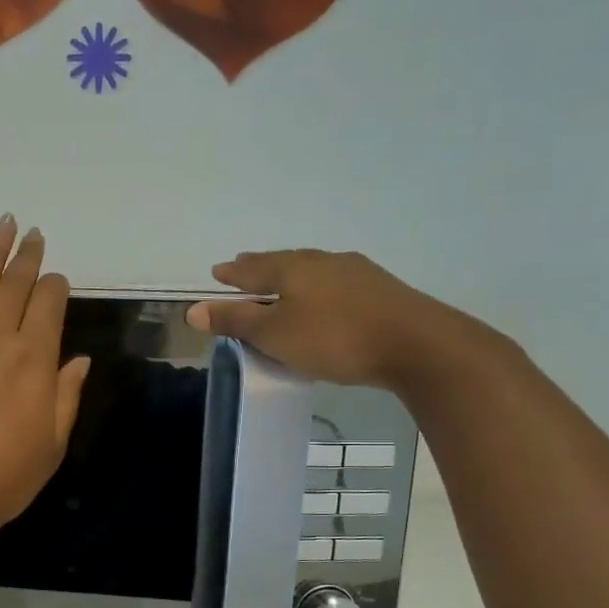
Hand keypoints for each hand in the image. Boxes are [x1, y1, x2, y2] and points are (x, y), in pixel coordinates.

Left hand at [0, 217, 90, 539]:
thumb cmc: (6, 475)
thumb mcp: (53, 441)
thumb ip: (66, 394)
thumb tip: (80, 360)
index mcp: (34, 357)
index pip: (49, 302)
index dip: (56, 286)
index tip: (57, 281)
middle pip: (15, 284)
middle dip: (27, 256)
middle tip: (32, 232)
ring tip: (3, 225)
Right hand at [184, 249, 475, 388]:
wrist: (416, 345)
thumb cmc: (334, 338)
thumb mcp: (274, 334)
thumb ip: (235, 320)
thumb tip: (191, 309)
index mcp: (293, 268)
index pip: (253, 268)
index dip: (233, 274)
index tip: (217, 272)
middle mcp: (323, 262)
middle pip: (284, 262)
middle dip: (261, 266)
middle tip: (244, 266)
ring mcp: (356, 273)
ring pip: (313, 270)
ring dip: (292, 276)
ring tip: (281, 281)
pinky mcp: (381, 291)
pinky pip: (336, 283)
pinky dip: (318, 288)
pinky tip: (325, 297)